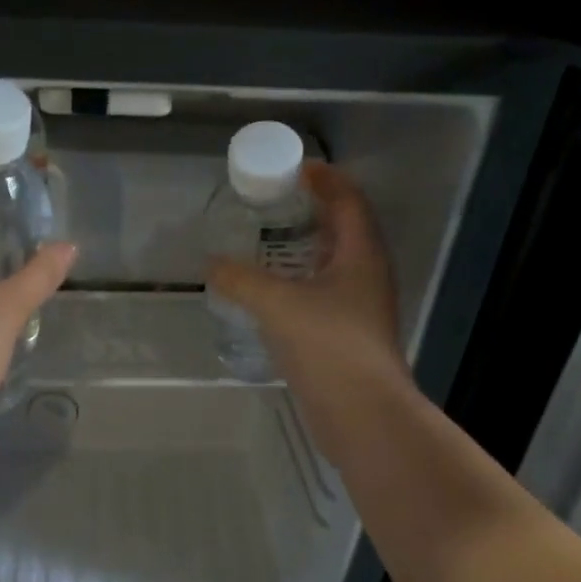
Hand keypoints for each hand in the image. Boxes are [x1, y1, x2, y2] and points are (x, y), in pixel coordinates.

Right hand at [205, 161, 406, 425]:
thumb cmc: (328, 346)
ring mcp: (361, 307)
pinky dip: (301, 282)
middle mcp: (367, 274)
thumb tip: (212, 264)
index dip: (325, 179)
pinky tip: (274, 293)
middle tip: (276, 203)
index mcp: (361, 254)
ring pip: (335, 264)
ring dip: (307, 248)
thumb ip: (241, 280)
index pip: (348, 200)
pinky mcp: (349, 335)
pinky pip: (325, 294)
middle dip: (314, 211)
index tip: (296, 168)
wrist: (362, 413)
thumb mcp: (278, 305)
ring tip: (269, 244)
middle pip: (345, 228)